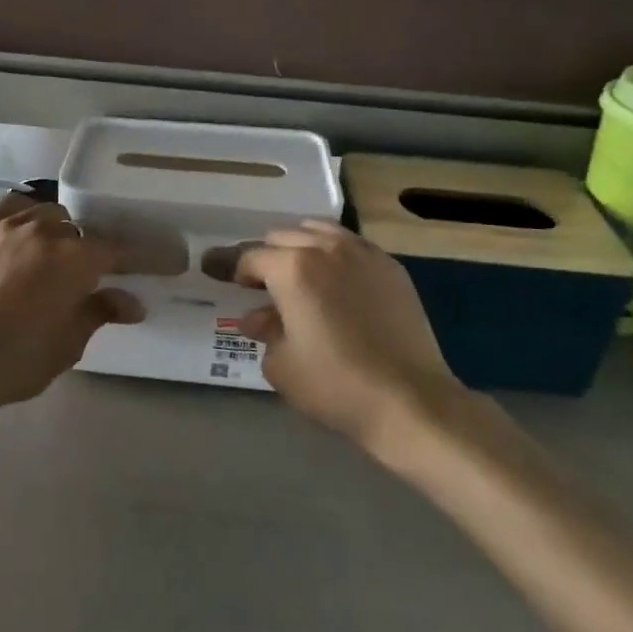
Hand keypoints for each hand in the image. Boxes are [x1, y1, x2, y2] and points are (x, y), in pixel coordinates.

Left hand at [0, 193, 143, 411]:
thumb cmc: (14, 359)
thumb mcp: (68, 344)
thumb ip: (101, 312)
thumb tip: (132, 301)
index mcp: (75, 259)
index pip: (121, 249)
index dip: (145, 255)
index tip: (166, 260)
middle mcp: (47, 230)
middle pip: (84, 229)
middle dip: (95, 247)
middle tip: (98, 268)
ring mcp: (9, 223)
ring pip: (49, 213)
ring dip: (61, 230)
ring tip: (59, 251)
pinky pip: (13, 207)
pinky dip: (27, 216)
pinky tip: (27, 230)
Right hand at [235, 221, 466, 445]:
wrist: (410, 400)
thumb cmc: (335, 385)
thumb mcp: (282, 365)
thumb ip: (264, 331)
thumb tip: (256, 317)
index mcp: (292, 268)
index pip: (251, 257)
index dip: (232, 268)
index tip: (222, 276)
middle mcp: (325, 248)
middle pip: (283, 237)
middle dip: (266, 257)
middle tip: (261, 284)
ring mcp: (363, 253)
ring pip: (319, 231)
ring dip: (300, 246)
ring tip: (298, 273)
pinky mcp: (390, 267)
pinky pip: (352, 244)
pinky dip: (334, 253)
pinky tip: (335, 279)